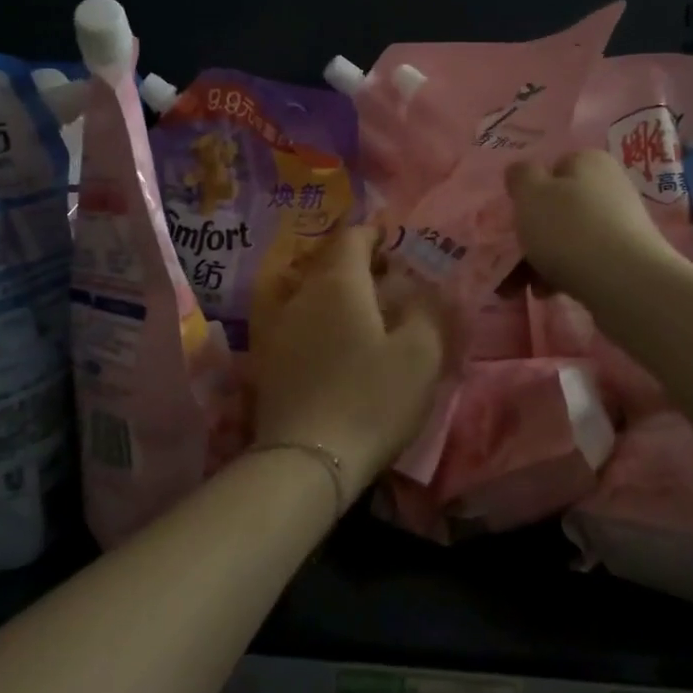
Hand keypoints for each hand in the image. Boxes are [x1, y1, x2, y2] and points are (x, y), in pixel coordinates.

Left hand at [249, 226, 449, 502]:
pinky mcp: (266, 360)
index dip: (374, 234)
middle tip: (386, 280)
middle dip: (356, 263)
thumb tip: (421, 287)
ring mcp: (277, 327)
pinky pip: (296, 321)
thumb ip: (426, 311)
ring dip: (335, 293)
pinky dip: (317, 320)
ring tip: (361, 312)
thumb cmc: (371, 399)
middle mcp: (301, 294)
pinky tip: (333, 344)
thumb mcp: (420, 354)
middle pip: (327, 263)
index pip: (352, 237)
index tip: (393, 242)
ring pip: (309, 292)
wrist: (307, 459)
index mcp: (338, 283)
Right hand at [506, 151, 669, 301]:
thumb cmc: (569, 229)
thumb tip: (522, 171)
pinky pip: (584, 261)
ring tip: (520, 287)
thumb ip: (521, 176)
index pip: (554, 168)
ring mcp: (622, 224)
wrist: (624, 283)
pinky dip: (563, 274)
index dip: (531, 192)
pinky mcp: (627, 258)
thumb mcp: (530, 194)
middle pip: (559, 207)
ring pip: (568, 238)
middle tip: (512, 258)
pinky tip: (547, 293)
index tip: (517, 215)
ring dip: (540, 260)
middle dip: (532, 234)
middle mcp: (610, 187)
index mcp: (589, 162)